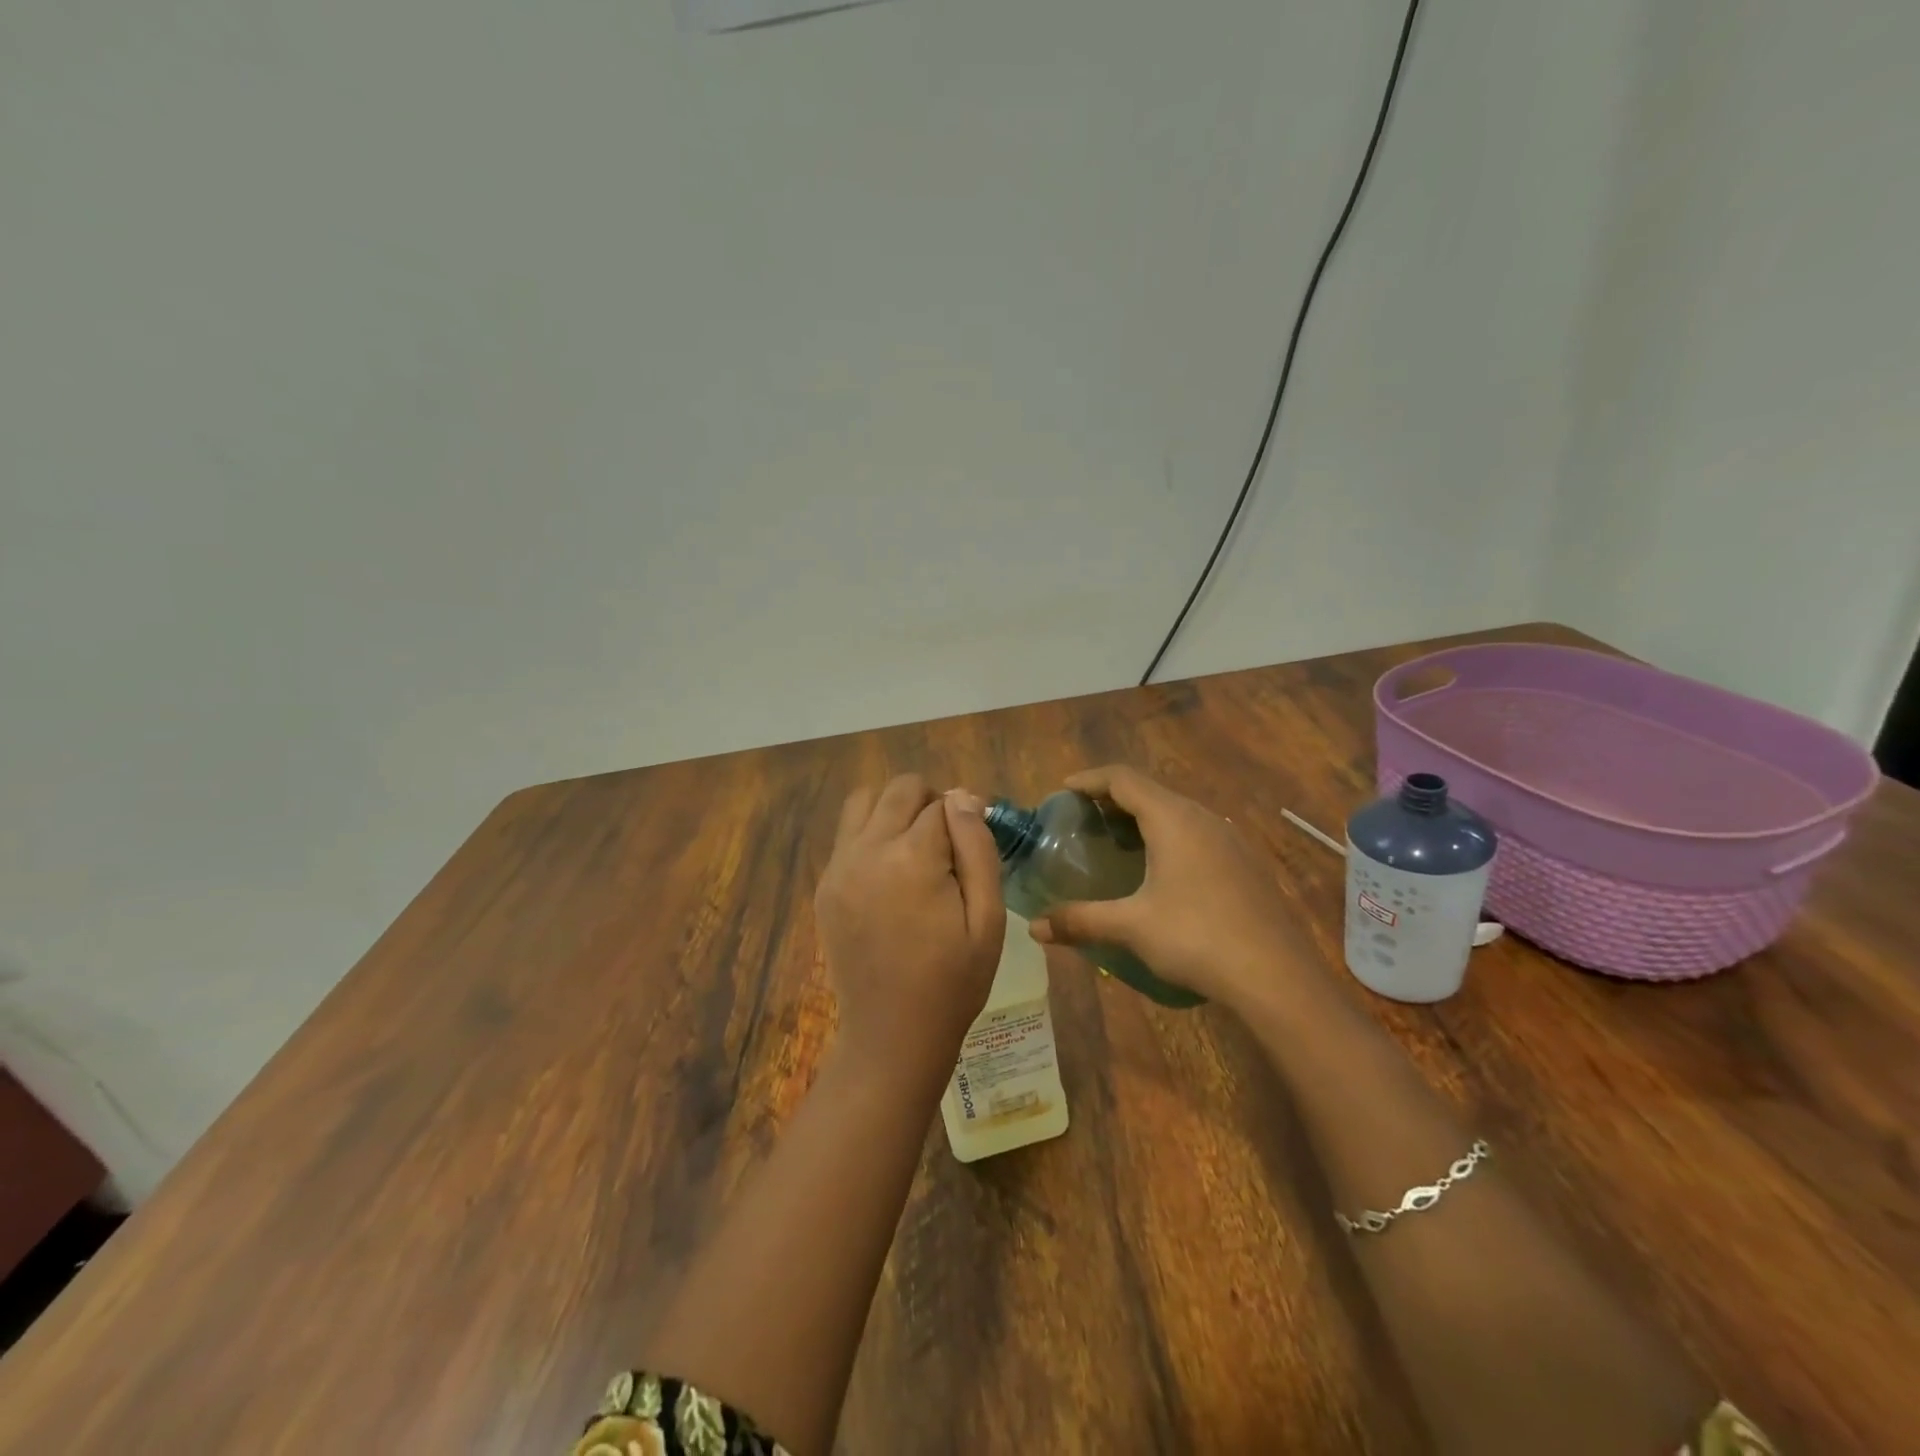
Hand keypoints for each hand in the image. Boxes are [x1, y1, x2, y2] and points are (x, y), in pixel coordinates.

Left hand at [814, 776, 1006, 1081]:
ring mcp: (839, 867)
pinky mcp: (824, 886)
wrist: (892, 1035)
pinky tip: (888, 874)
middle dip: (929, 802)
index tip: (974, 844)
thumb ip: (977, 847)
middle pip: (900, 789)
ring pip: (863, 801)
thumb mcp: (987, 917)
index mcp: (912, 857)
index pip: (942, 803)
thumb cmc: (953, 981)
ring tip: (914, 847)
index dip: (965, 817)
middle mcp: (867, 850)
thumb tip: (963, 796)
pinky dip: (869, 835)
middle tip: (947, 844)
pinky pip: (846, 835)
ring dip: (892, 809)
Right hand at [1026, 765, 1316, 1011]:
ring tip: (1117, 843)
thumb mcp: (1132, 927)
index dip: (1090, 779)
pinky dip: (1167, 836)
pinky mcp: (1244, 863)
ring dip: (1143, 818)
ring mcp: (1229, 839)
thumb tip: (1034, 929)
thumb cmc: (1197, 938)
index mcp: (1173, 819)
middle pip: (1150, 791)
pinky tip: (1160, 872)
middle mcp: (1203, 818)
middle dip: (1113, 799)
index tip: (1063, 791)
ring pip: (1177, 812)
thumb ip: (1081, 920)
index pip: (1123, 778)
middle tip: (1084, 819)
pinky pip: (1196, 833)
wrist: (1277, 977)